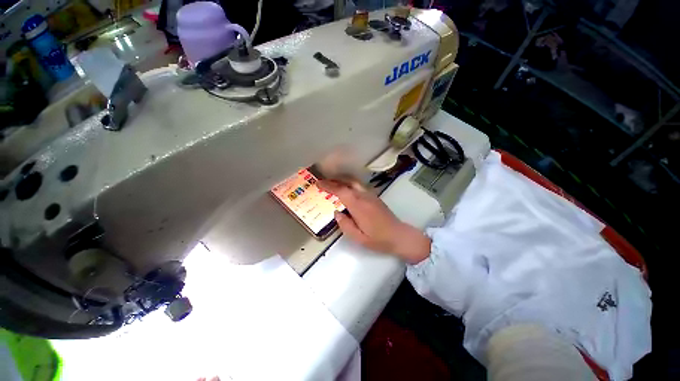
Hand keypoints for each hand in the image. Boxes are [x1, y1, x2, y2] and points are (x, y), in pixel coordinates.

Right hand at [318, 180, 430, 263]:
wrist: (399, 235)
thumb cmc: (378, 239)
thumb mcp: (358, 238)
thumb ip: (345, 224)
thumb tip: (336, 212)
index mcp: (359, 206)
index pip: (341, 191)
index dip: (328, 185)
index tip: (318, 183)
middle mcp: (364, 196)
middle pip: (347, 181)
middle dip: (334, 179)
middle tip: (322, 180)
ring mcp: (371, 195)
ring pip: (354, 182)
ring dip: (341, 180)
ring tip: (331, 183)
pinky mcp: (374, 197)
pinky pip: (359, 186)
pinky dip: (349, 183)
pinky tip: (345, 189)